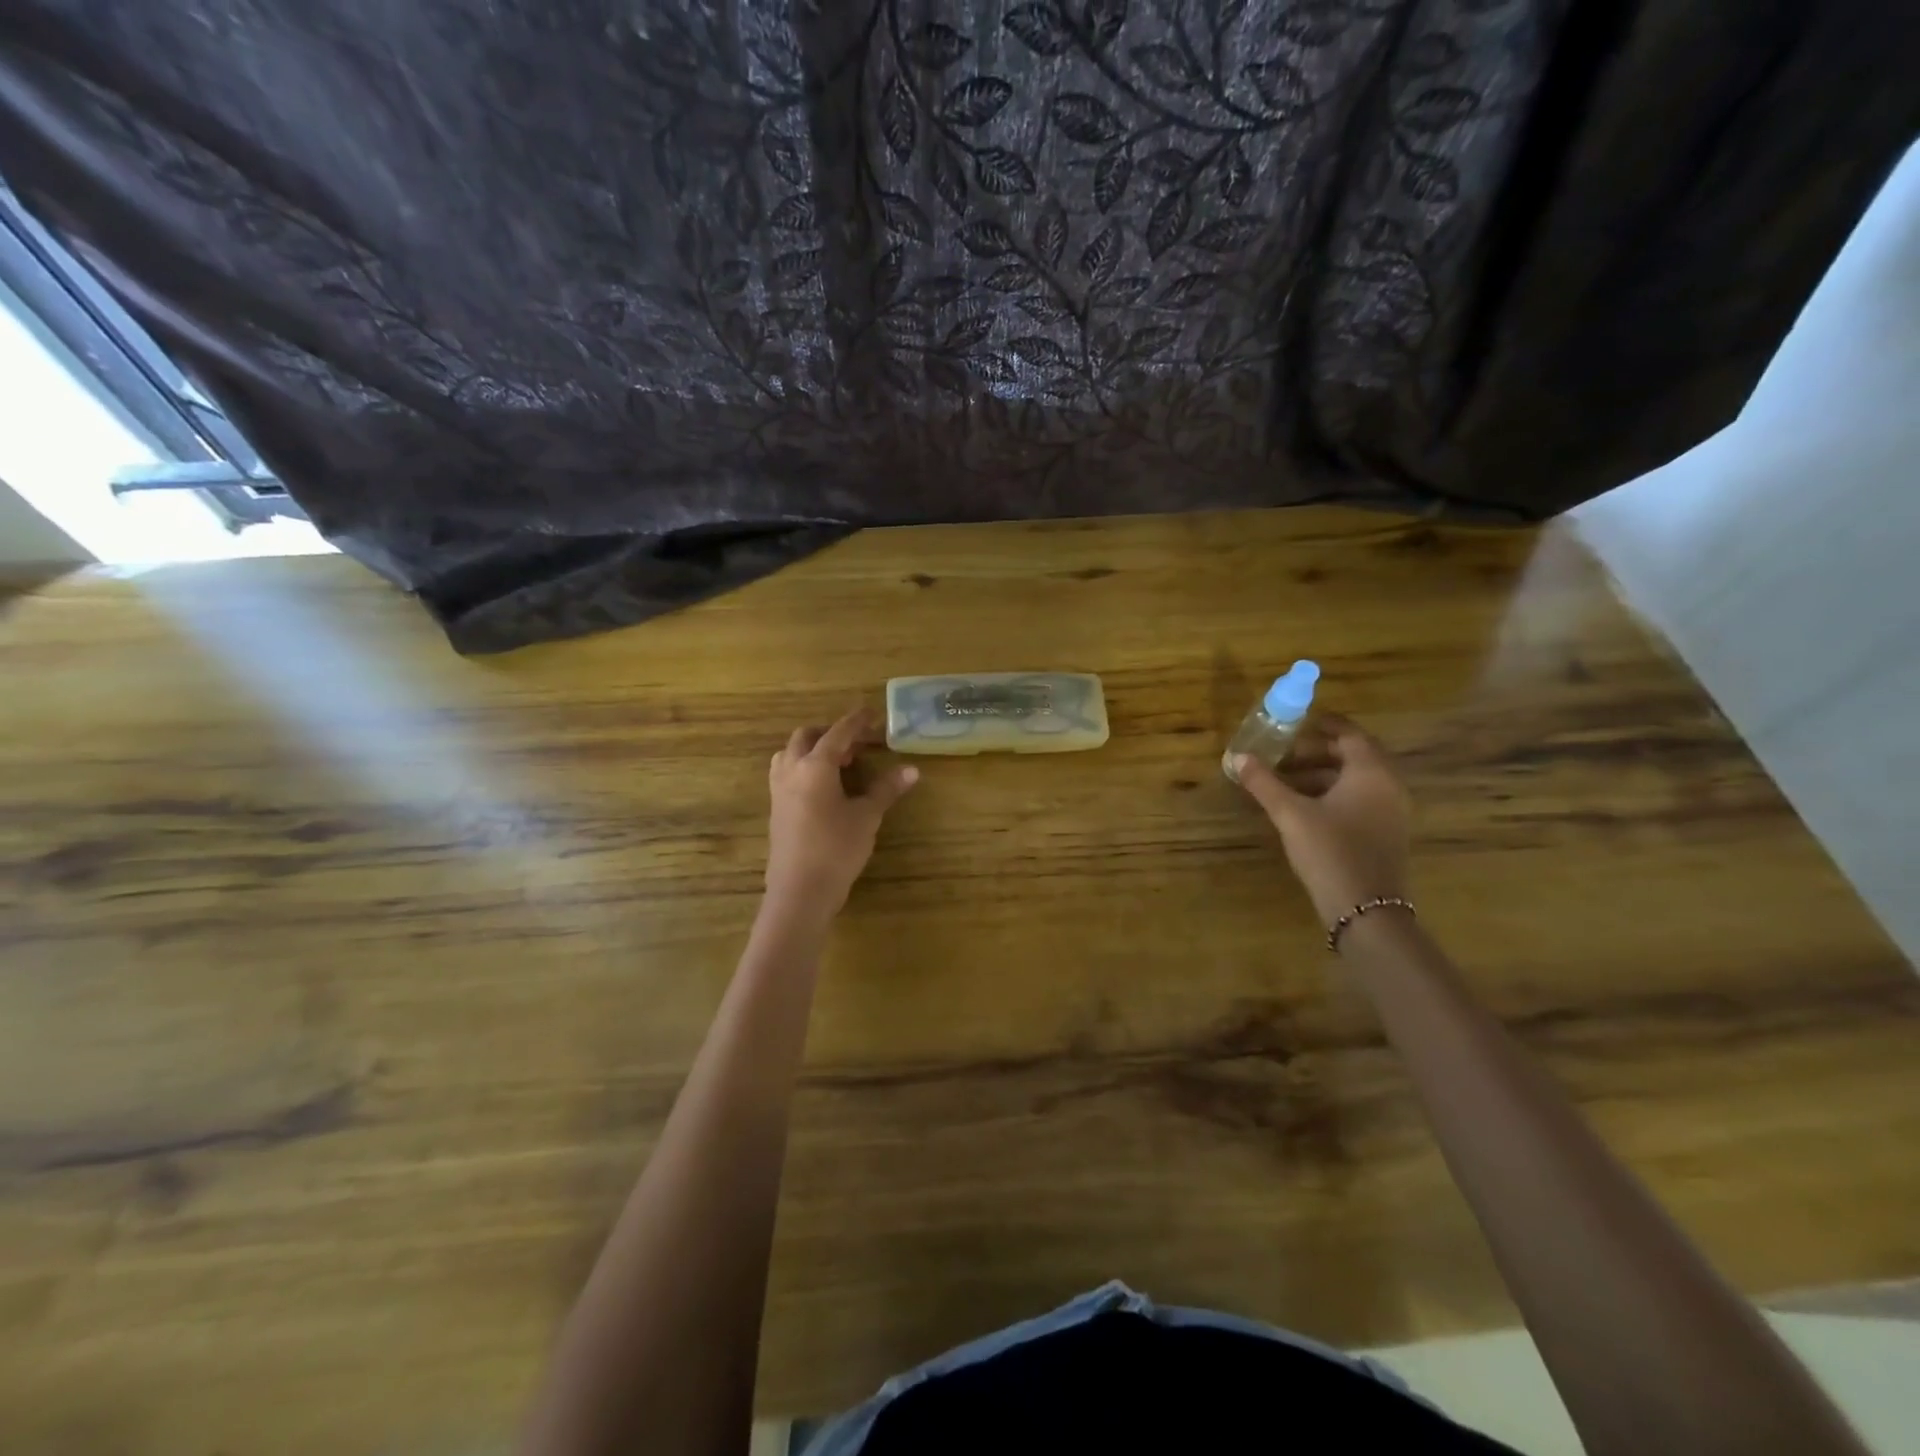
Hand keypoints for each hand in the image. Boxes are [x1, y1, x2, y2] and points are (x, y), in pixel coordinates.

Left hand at [765, 708, 917, 917]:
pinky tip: (824, 786)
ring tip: (839, 762)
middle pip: (807, 736)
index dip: (856, 721)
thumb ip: (886, 789)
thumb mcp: (866, 817)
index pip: (838, 733)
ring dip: (813, 749)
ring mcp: (778, 790)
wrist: (799, 891)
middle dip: (831, 733)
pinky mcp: (775, 809)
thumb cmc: (836, 849)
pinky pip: (787, 773)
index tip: (872, 712)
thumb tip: (912, 770)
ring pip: (791, 754)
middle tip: (857, 743)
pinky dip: (805, 767)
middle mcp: (791, 770)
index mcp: (814, 766)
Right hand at [1232, 714, 1411, 925]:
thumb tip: (1238, 757)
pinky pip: (1361, 800)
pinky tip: (1305, 808)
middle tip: (1285, 753)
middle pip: (1355, 756)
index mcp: (1371, 773)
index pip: (1351, 735)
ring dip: (1323, 774)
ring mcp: (1391, 812)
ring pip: (1357, 780)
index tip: (1299, 722)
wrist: (1366, 910)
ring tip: (1286, 780)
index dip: (1325, 725)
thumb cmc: (1330, 851)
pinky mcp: (1386, 834)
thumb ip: (1265, 783)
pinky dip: (1334, 794)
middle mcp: (1389, 786)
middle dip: (1318, 751)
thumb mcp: (1290, 814)